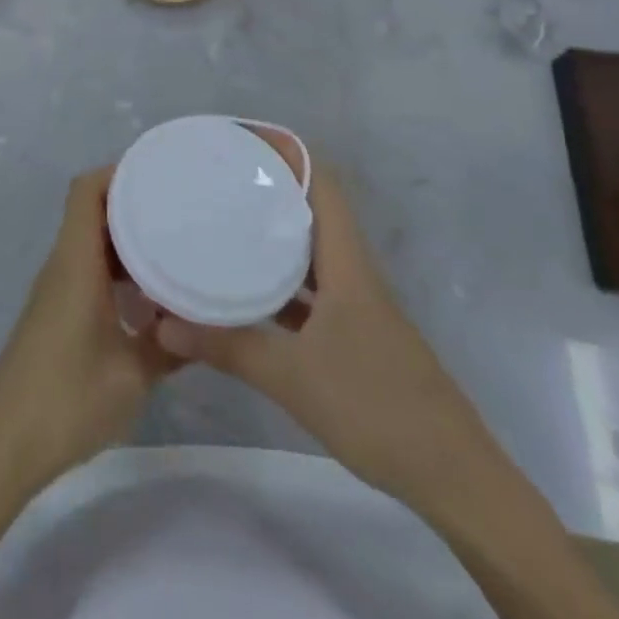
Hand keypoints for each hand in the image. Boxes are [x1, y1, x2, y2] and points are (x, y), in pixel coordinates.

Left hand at [0, 168, 178, 503]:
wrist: (4, 445)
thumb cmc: (66, 401)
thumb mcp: (133, 375)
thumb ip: (171, 346)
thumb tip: (202, 325)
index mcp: (74, 264)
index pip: (85, 191)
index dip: (117, 172)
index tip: (160, 175)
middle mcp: (61, 265)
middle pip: (91, 212)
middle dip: (133, 205)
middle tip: (181, 211)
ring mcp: (55, 290)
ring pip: (90, 244)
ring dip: (126, 242)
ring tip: (175, 248)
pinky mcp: (55, 313)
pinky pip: (87, 271)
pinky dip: (116, 271)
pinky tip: (150, 299)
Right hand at [154, 137, 499, 517]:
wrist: (454, 479)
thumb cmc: (377, 408)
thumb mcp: (292, 377)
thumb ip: (227, 347)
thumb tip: (164, 323)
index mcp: (348, 264)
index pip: (322, 184)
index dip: (287, 152)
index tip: (242, 139)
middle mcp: (353, 273)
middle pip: (313, 210)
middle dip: (269, 187)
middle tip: (218, 178)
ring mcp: (356, 306)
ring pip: (310, 251)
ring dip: (273, 233)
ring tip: (224, 221)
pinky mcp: (354, 336)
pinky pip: (310, 291)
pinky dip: (279, 281)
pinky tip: (246, 290)